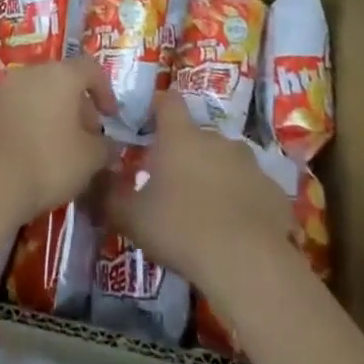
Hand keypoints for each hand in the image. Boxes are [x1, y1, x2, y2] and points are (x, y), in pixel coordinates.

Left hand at [0, 57, 117, 229]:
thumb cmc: (49, 161)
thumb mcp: (90, 160)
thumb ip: (106, 148)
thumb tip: (110, 146)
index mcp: (62, 74)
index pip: (91, 69)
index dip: (105, 91)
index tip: (111, 117)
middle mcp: (33, 72)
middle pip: (64, 80)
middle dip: (80, 106)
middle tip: (88, 137)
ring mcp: (7, 88)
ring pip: (40, 93)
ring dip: (55, 114)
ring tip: (63, 146)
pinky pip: (20, 108)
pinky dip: (33, 122)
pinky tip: (35, 151)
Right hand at [103, 95, 292, 288]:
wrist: (247, 262)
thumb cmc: (181, 228)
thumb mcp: (133, 218)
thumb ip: (108, 199)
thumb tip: (88, 186)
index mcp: (181, 136)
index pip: (168, 101)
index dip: (159, 108)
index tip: (150, 124)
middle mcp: (217, 138)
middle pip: (199, 136)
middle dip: (188, 154)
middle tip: (175, 185)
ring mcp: (250, 163)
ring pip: (229, 162)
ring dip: (219, 177)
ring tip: (209, 212)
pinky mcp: (275, 192)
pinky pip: (255, 191)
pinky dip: (246, 204)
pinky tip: (239, 232)